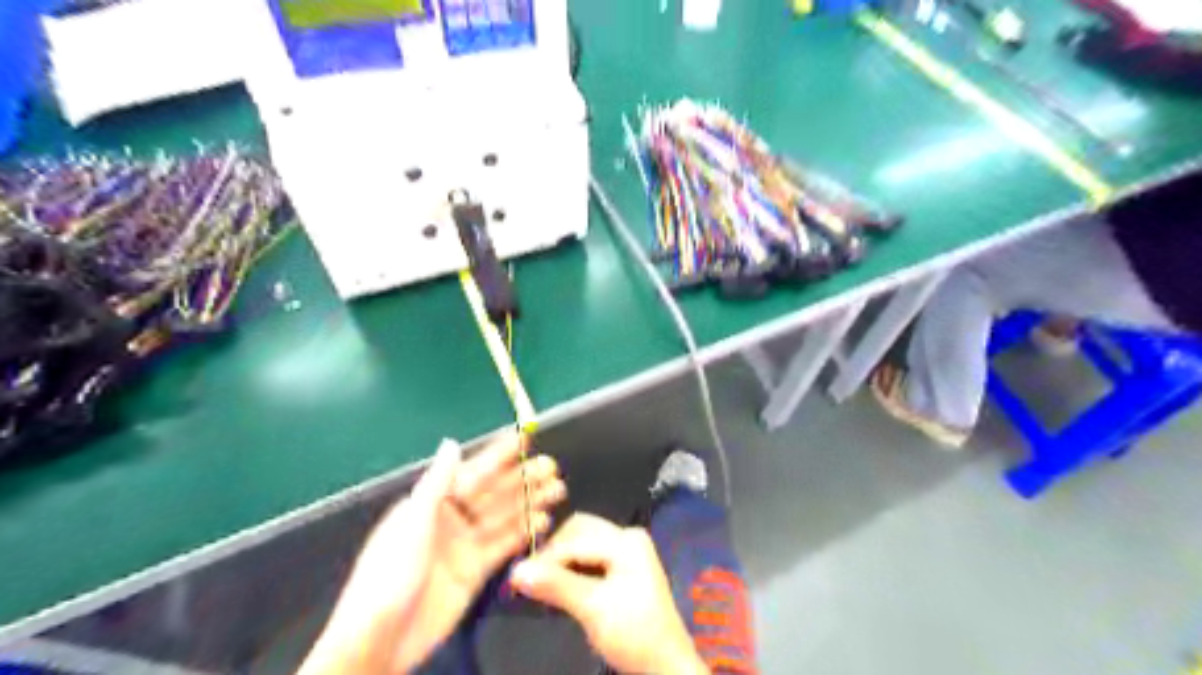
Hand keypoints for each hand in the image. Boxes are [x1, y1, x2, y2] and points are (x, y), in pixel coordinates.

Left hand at [297, 432, 566, 674]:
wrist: (379, 642)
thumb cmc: (388, 576)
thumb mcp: (411, 523)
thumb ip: (436, 483)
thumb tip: (451, 444)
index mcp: (432, 502)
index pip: (473, 471)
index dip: (499, 455)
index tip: (525, 438)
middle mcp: (451, 519)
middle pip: (493, 493)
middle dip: (522, 479)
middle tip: (551, 467)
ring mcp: (464, 546)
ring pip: (503, 517)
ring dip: (529, 503)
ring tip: (556, 490)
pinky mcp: (474, 571)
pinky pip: (503, 546)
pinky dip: (524, 533)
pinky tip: (543, 522)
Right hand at [503, 513, 706, 670]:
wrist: (665, 665)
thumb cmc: (634, 634)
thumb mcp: (593, 609)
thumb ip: (556, 586)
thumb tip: (516, 571)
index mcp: (626, 540)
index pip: (575, 539)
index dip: (545, 557)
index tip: (517, 577)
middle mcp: (627, 537)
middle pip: (579, 532)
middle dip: (554, 553)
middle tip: (529, 578)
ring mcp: (627, 551)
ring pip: (582, 544)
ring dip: (561, 561)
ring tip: (540, 584)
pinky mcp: (623, 568)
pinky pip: (590, 557)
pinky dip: (572, 569)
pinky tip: (558, 587)